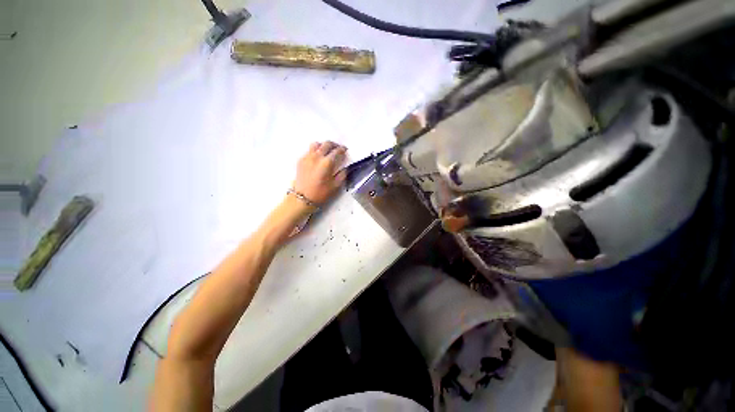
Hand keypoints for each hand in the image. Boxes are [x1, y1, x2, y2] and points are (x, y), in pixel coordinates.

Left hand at [292, 141, 347, 204]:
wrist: (302, 198)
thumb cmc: (320, 193)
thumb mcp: (336, 186)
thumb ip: (342, 174)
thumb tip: (345, 167)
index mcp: (326, 163)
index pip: (337, 151)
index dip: (342, 149)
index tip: (345, 150)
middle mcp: (317, 156)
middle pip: (326, 144)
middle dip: (334, 145)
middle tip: (338, 149)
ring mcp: (307, 157)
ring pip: (316, 144)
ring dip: (323, 145)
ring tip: (327, 151)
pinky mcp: (301, 160)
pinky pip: (309, 150)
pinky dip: (315, 150)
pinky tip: (318, 158)